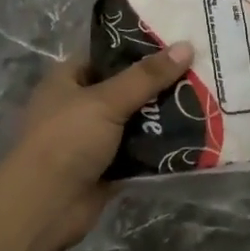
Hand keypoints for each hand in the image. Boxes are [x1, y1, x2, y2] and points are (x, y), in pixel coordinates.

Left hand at [0, 42, 194, 249]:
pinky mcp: (108, 167)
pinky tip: (194, 135)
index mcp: (69, 79)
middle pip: (127, 88)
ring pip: (136, 120)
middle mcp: (80, 105)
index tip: (178, 43)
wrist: (45, 207)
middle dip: (160, 84)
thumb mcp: (106, 100)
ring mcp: (94, 138)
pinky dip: (161, 146)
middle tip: (201, 72)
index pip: (109, 54)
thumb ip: (146, 76)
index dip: (141, 47)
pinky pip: (140, 151)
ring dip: (164, 116)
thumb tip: (186, 46)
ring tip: (205, 100)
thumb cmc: (67, 140)